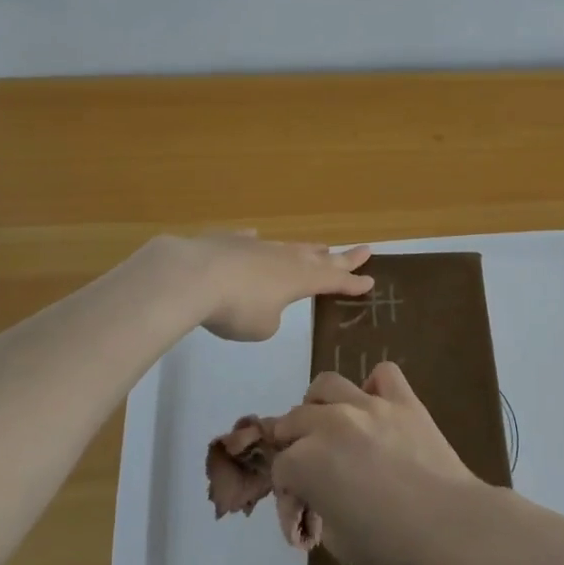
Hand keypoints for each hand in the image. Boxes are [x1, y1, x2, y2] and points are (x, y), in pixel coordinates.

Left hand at [159, 233, 373, 341]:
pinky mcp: (229, 241)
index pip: (334, 281)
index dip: (353, 284)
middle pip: (320, 257)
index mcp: (299, 279)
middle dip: (343, 258)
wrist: (192, 276)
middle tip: (364, 250)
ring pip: (289, 247)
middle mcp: (284, 258)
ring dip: (306, 249)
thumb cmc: (236, 308)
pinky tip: (254, 238)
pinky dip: (256, 243)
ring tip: (320, 247)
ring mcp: (257, 246)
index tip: (371, 281)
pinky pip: (250, 242)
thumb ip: (270, 316)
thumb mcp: (262, 326)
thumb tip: (263, 301)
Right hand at [268, 362, 493, 564]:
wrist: (454, 532)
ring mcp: (370, 405)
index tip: (305, 522)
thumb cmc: (393, 550)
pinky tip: (377, 411)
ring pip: (327, 385)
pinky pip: (383, 374)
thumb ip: (318, 506)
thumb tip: (319, 495)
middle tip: (311, 474)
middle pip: (294, 421)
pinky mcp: (405, 400)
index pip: (280, 469)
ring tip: (332, 429)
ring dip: (319, 406)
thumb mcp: (337, 542)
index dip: (288, 497)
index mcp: (307, 461)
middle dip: (294, 448)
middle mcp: (332, 423)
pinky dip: (374, 387)